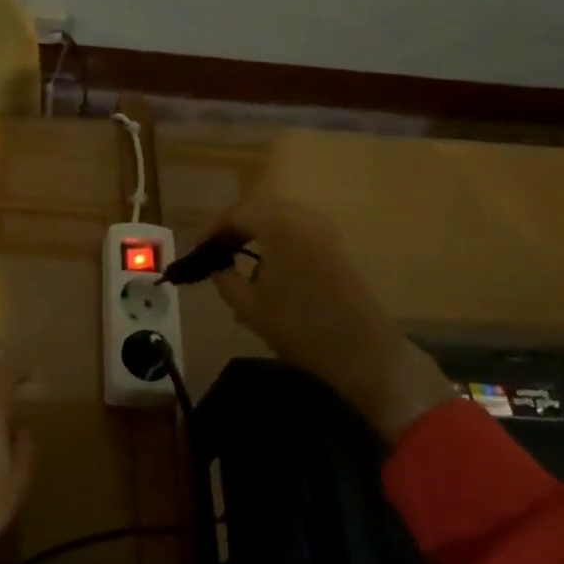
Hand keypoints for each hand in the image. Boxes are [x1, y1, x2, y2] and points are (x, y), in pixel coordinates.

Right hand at [207, 197, 455, 441]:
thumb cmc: (300, 327)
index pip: (237, 213)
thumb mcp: (249, 307)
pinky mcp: (339, 248)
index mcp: (279, 225)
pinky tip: (270, 270)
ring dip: (258, 234)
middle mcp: (304, 218)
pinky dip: (280, 242)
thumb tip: (217, 266)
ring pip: (282, 220)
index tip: (199, 250)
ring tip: (240, 260)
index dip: (213, 230)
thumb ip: (225, 280)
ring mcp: (326, 232)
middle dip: (236, 228)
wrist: (364, 353)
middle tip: (217, 251)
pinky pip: (300, 233)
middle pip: (260, 210)